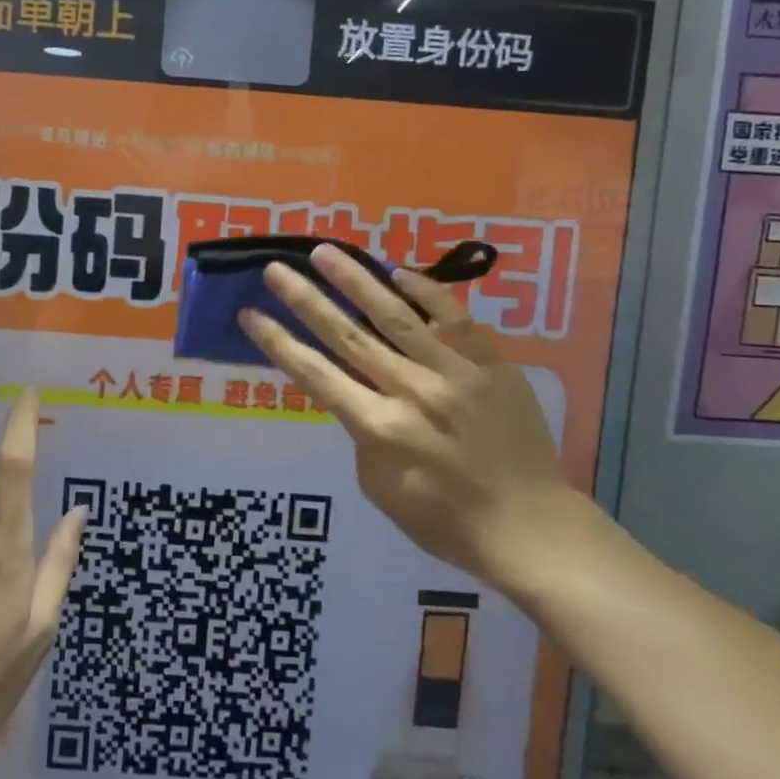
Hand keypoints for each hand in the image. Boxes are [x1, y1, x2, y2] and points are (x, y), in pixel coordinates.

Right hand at [239, 246, 599, 590]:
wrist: (528, 525)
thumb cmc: (446, 521)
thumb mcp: (381, 489)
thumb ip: (363, 434)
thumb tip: (359, 394)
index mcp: (378, 429)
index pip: (315, 374)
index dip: (278, 342)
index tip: (251, 314)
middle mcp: (410, 391)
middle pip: (347, 336)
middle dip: (305, 299)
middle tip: (276, 269)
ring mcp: (454, 373)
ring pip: (396, 316)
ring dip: (355, 281)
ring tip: (324, 252)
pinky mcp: (492, 364)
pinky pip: (455, 319)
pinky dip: (426, 293)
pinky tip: (399, 272)